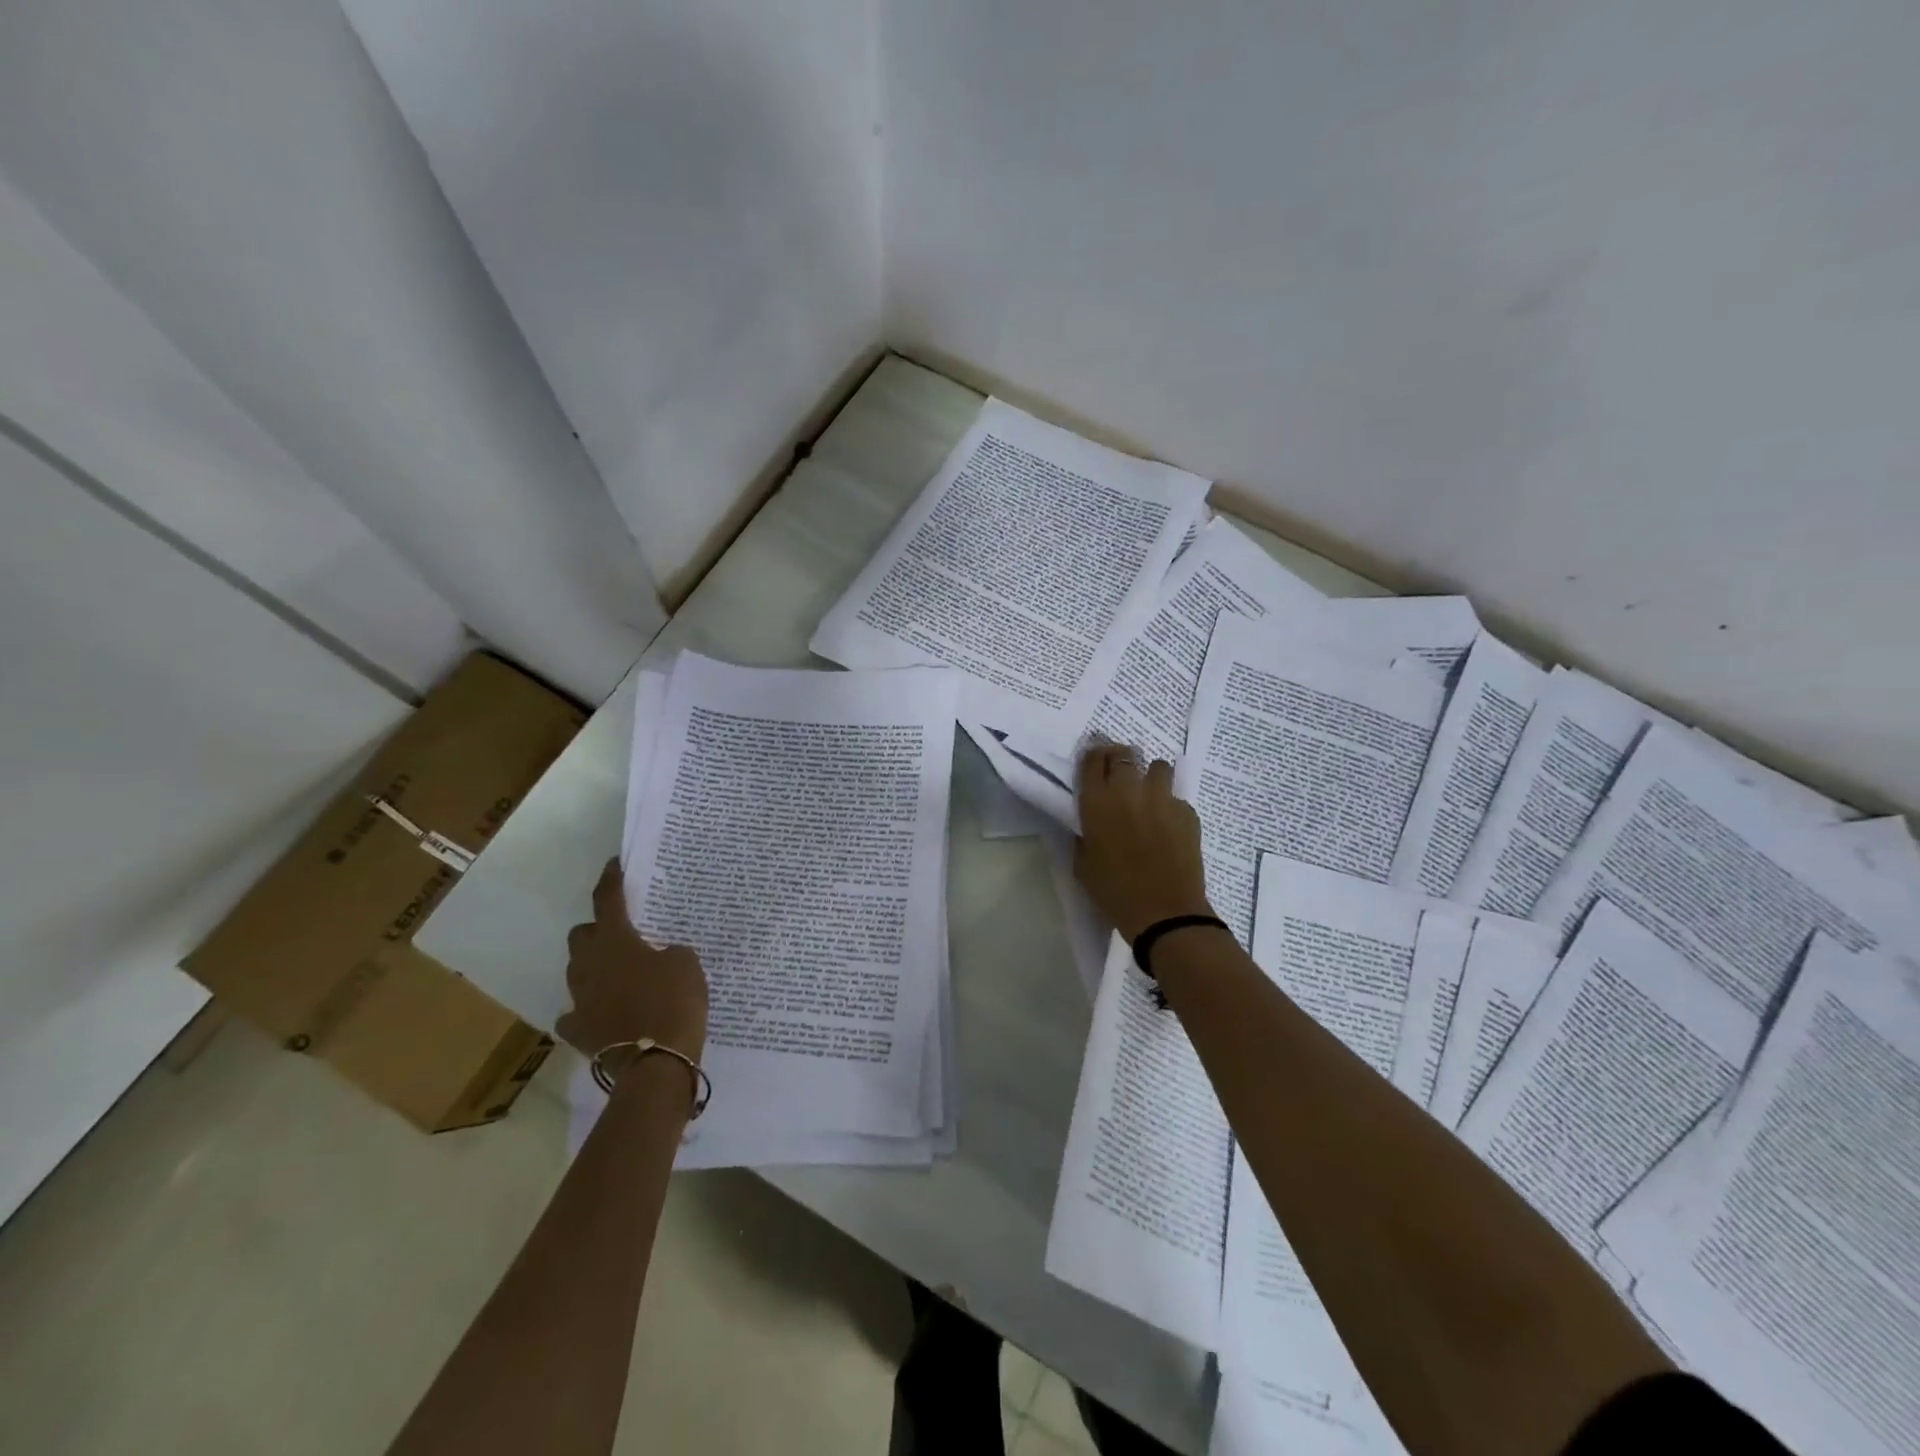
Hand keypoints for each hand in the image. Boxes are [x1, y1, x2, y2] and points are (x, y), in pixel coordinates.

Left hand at [558, 861, 708, 1061]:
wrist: (656, 1061)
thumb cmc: (674, 1001)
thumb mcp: (686, 963)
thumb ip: (669, 951)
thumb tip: (658, 957)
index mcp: (615, 941)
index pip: (607, 900)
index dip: (611, 879)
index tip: (615, 865)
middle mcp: (589, 965)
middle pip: (582, 935)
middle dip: (598, 930)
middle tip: (623, 934)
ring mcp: (580, 999)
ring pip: (577, 971)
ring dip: (594, 966)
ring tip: (619, 972)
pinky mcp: (579, 1030)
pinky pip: (576, 1012)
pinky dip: (588, 1008)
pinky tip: (604, 1010)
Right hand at [1074, 743, 1212, 941]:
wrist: (1164, 912)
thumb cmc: (1114, 892)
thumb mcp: (1083, 864)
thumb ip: (1085, 836)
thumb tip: (1090, 825)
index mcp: (1097, 802)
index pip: (1092, 760)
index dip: (1093, 757)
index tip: (1095, 762)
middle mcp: (1128, 790)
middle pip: (1124, 754)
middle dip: (1120, 759)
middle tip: (1120, 773)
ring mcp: (1162, 798)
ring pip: (1158, 766)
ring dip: (1151, 776)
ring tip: (1149, 794)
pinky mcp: (1188, 812)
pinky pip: (1177, 798)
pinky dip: (1171, 806)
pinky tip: (1169, 826)